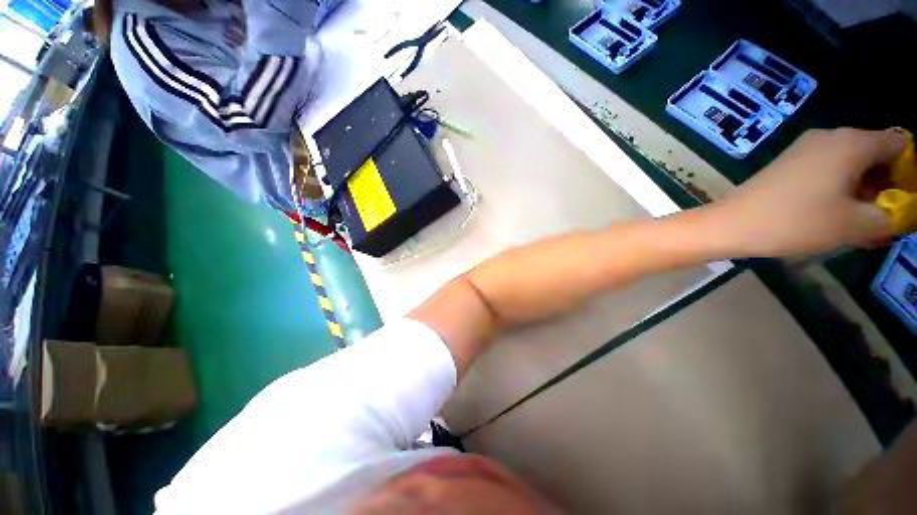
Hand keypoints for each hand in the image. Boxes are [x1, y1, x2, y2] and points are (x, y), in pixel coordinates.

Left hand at [714, 128, 908, 257]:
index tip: (905, 202)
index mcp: (852, 142)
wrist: (731, 223)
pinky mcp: (789, 162)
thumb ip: (892, 215)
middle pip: (875, 153)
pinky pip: (828, 169)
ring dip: (863, 190)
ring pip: (851, 163)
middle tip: (882, 218)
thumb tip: (902, 209)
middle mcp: (830, 136)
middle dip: (886, 184)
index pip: (900, 145)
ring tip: (859, 222)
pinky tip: (835, 213)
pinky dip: (840, 188)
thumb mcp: (857, 225)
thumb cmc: (796, 222)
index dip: (909, 173)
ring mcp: (805, 148)